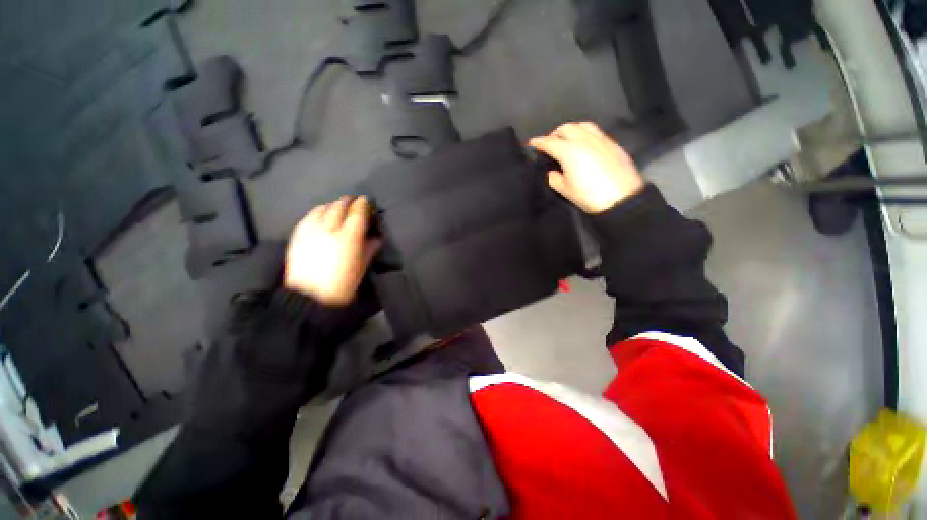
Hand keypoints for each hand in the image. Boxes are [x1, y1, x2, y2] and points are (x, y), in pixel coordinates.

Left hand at [285, 196, 380, 306]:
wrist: (309, 296)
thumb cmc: (342, 285)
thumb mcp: (361, 267)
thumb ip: (369, 248)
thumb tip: (376, 237)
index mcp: (349, 236)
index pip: (357, 212)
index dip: (363, 204)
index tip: (366, 201)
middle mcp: (330, 228)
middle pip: (339, 206)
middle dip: (348, 202)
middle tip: (354, 203)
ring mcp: (311, 229)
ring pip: (323, 208)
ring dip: (333, 205)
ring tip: (339, 209)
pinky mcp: (298, 234)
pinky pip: (309, 215)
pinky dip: (318, 212)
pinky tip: (321, 215)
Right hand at [529, 122, 644, 213]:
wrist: (622, 198)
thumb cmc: (589, 196)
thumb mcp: (565, 190)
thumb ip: (554, 178)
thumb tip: (551, 172)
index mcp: (569, 151)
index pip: (549, 142)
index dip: (538, 142)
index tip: (531, 144)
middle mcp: (584, 139)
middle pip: (566, 128)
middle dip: (554, 134)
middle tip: (550, 144)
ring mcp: (600, 139)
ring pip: (582, 125)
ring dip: (571, 130)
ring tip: (567, 141)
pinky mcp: (612, 143)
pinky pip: (595, 132)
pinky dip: (584, 134)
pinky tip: (585, 145)